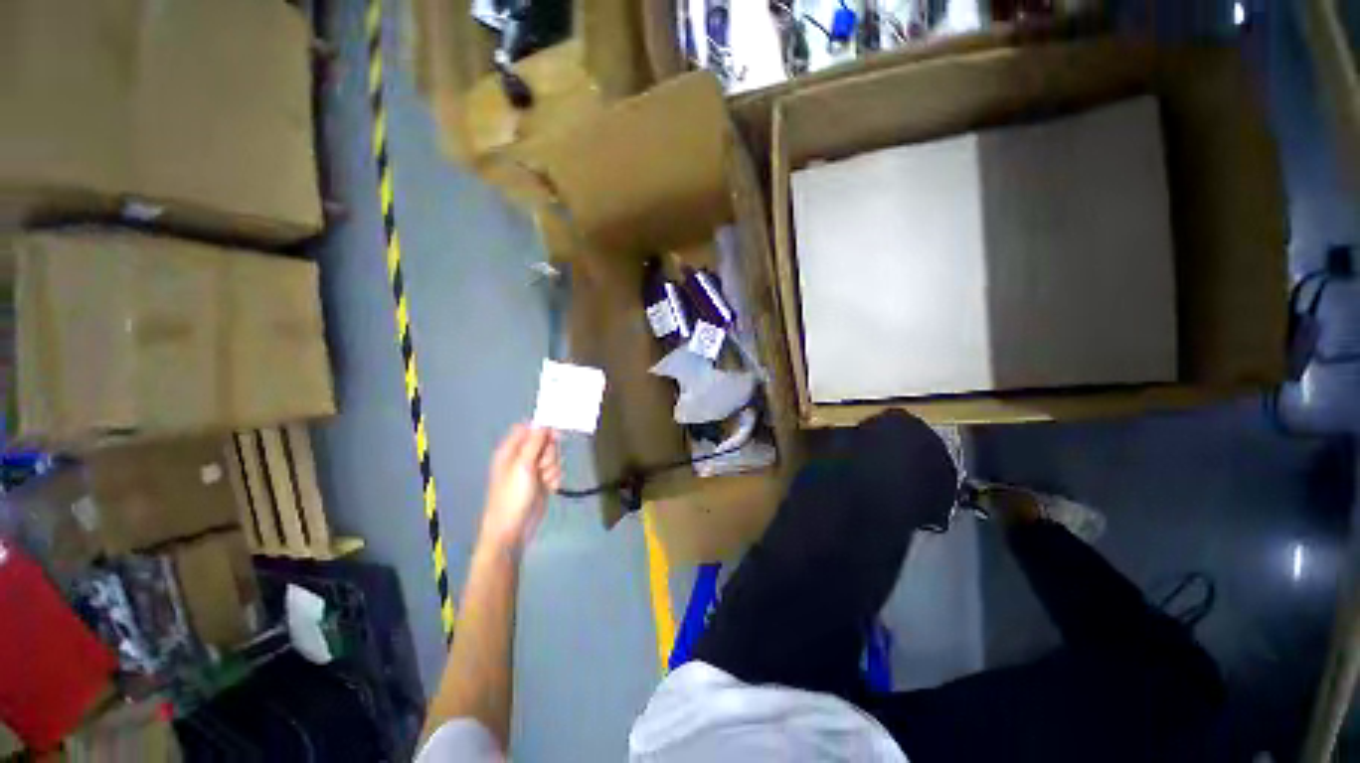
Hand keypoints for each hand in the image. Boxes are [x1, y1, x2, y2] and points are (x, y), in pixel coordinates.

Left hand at [478, 424, 561, 555]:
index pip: (528, 429)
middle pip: (544, 442)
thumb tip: (544, 423)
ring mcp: (533, 470)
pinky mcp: (542, 482)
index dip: (542, 429)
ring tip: (544, 480)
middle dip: (549, 453)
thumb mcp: (523, 466)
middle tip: (543, 465)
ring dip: (553, 467)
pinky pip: (555, 471)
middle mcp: (522, 457)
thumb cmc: (512, 496)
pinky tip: (549, 488)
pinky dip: (555, 478)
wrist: (513, 529)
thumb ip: (534, 442)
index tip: (555, 434)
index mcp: (510, 450)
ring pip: (552, 457)